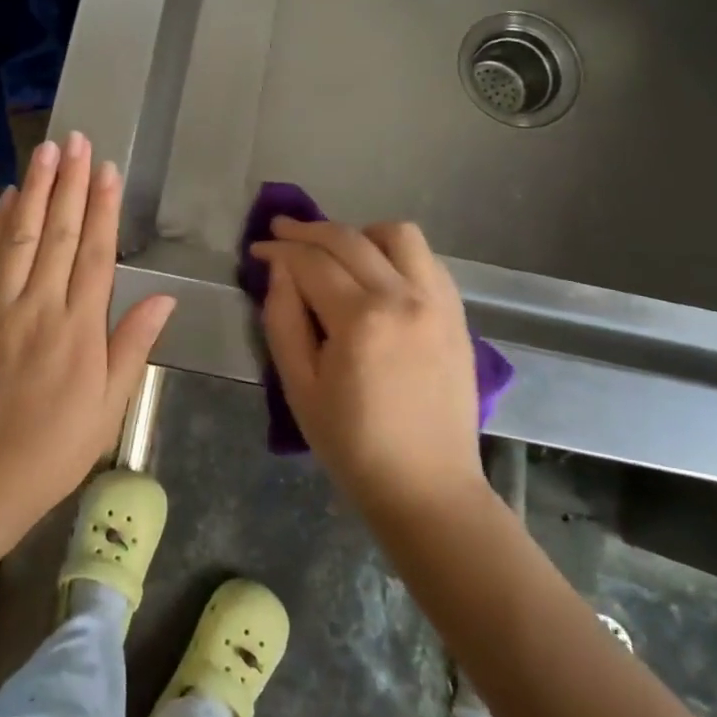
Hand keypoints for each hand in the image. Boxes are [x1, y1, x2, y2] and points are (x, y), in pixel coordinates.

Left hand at [0, 132, 175, 542]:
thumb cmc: (58, 444)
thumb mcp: (110, 402)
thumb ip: (134, 344)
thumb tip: (166, 298)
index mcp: (80, 328)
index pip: (95, 253)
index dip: (102, 207)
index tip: (106, 169)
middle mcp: (40, 306)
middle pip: (57, 233)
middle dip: (69, 183)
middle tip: (75, 139)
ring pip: (19, 236)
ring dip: (34, 189)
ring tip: (45, 150)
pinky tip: (6, 197)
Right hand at [250, 218, 481, 513]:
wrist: (428, 487)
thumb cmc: (352, 445)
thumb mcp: (299, 387)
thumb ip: (283, 320)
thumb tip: (278, 270)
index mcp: (360, 320)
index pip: (311, 262)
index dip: (279, 250)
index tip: (258, 248)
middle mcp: (403, 297)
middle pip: (350, 239)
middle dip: (309, 230)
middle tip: (281, 231)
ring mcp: (437, 302)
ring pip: (399, 235)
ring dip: (360, 233)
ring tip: (337, 251)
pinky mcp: (457, 314)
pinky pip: (428, 260)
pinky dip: (397, 253)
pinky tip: (378, 272)